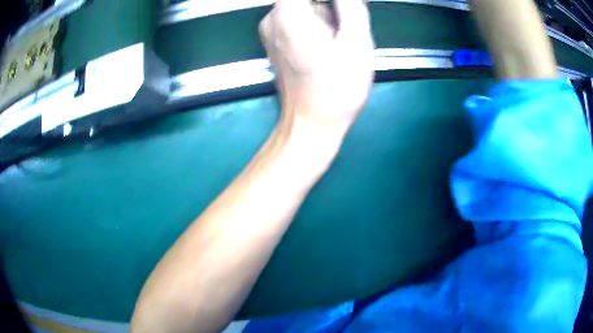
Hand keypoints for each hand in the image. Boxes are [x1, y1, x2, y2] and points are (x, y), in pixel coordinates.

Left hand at [259, 0, 374, 129]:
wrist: (311, 124)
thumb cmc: (337, 89)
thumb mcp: (357, 42)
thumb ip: (350, 5)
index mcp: (289, 14)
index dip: (334, 1)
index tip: (345, 10)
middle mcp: (272, 17)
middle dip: (334, 7)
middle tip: (347, 29)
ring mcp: (270, 28)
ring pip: (305, 4)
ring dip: (328, 13)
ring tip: (338, 42)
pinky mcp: (274, 38)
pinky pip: (299, 16)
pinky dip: (318, 21)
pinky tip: (328, 44)